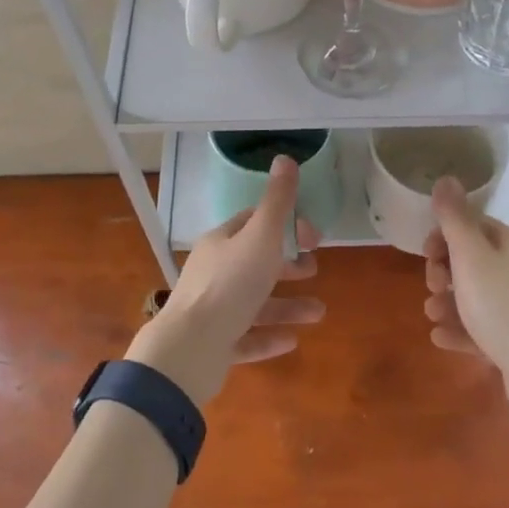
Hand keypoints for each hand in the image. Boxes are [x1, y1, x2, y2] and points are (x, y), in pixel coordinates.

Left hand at [128, 155, 323, 406]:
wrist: (190, 349)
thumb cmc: (230, 285)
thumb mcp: (261, 237)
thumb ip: (277, 202)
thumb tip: (285, 158)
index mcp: (221, 242)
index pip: (253, 223)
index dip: (284, 225)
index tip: (313, 236)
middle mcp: (214, 272)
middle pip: (255, 262)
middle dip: (287, 265)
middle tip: (314, 269)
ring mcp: (212, 311)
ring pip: (255, 303)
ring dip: (287, 305)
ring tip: (319, 312)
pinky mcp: (214, 345)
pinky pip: (246, 337)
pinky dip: (269, 337)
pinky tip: (292, 341)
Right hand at [423, 177, 508, 415]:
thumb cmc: (502, 307)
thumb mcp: (471, 256)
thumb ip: (454, 218)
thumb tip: (446, 178)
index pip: (474, 226)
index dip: (444, 236)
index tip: (426, 254)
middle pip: (472, 261)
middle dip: (443, 272)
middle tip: (432, 286)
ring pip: (475, 296)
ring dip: (447, 302)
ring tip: (433, 315)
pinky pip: (483, 327)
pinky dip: (461, 329)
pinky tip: (441, 338)